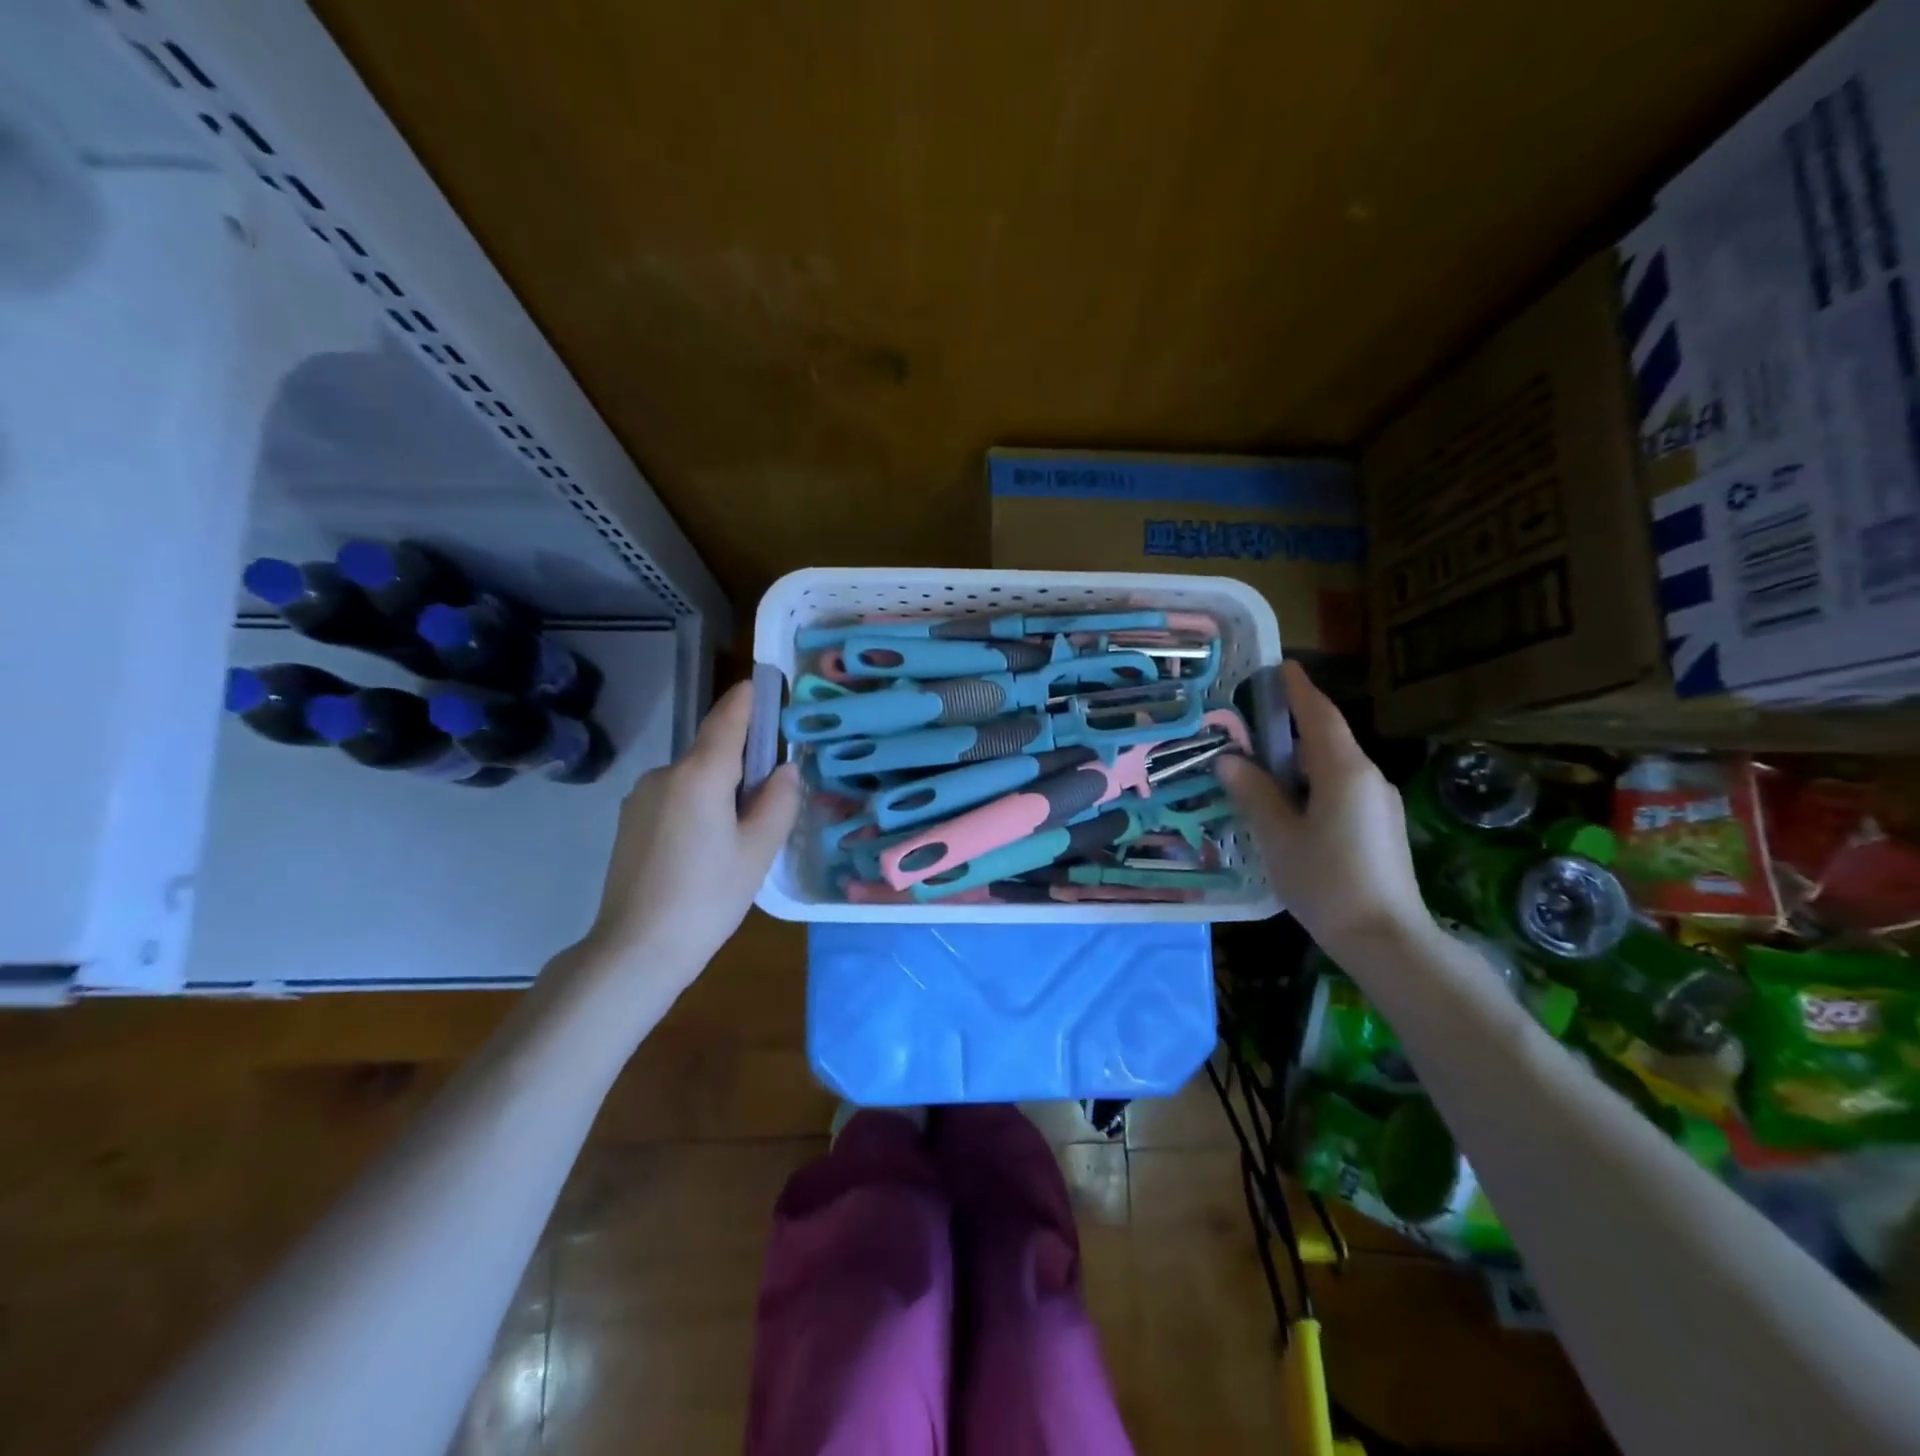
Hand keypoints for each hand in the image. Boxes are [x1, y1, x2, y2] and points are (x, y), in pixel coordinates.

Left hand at [575, 681, 800, 983]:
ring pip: (693, 779)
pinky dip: (696, 809)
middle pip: (712, 751)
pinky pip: (674, 799)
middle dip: (742, 764)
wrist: (634, 949)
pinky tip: (703, 852)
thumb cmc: (708, 897)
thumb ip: (778, 801)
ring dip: (718, 792)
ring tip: (736, 841)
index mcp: (700, 773)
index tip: (766, 683)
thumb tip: (784, 769)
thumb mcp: (758, 851)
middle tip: (769, 804)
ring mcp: (641, 797)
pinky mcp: (629, 821)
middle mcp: (665, 773)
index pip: (728, 718)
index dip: (749, 699)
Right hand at [1217, 661, 1427, 955]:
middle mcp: (1368, 778)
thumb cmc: (1326, 882)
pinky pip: (1342, 789)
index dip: (1299, 690)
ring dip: (1300, 759)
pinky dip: (1313, 783)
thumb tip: (1229, 761)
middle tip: (1251, 722)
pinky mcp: (1380, 827)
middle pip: (1327, 740)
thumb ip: (1254, 794)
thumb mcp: (1278, 837)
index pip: (1319, 716)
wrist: (1387, 939)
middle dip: (1292, 726)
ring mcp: (1379, 804)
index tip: (1281, 666)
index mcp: (1344, 772)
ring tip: (1260, 766)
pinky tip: (1289, 804)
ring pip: (1334, 767)